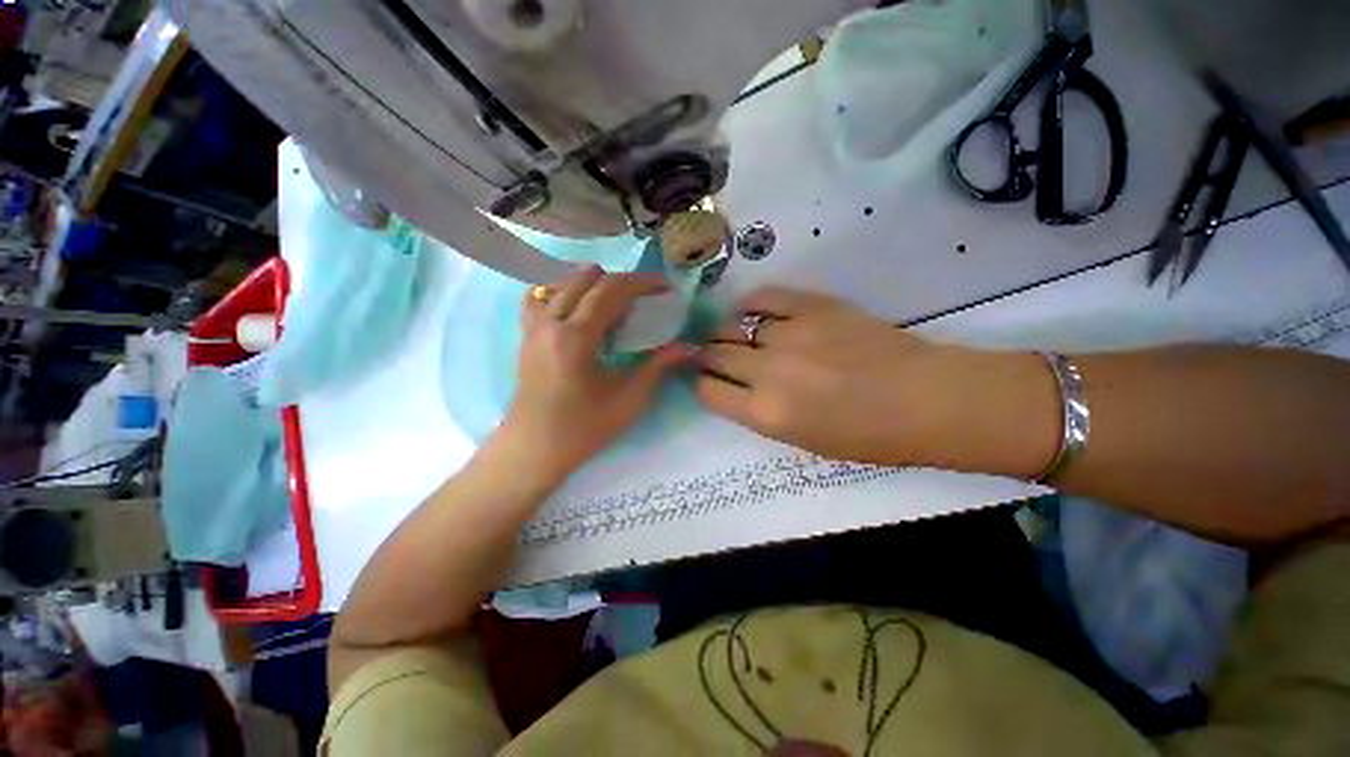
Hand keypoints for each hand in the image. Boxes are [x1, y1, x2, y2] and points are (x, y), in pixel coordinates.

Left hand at [498, 265, 694, 483]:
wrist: (534, 449)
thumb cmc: (584, 428)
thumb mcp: (628, 399)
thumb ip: (658, 366)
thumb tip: (688, 346)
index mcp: (576, 337)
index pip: (611, 291)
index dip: (641, 282)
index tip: (664, 285)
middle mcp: (550, 322)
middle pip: (588, 280)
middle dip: (621, 280)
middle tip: (645, 295)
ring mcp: (533, 326)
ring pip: (563, 283)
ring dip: (593, 283)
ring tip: (615, 301)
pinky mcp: (525, 335)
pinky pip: (541, 297)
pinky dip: (564, 292)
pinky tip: (579, 308)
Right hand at [694, 288, 961, 464]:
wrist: (926, 399)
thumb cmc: (866, 436)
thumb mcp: (801, 440)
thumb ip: (760, 412)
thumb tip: (734, 387)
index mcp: (766, 412)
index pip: (707, 390)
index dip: (701, 383)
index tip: (706, 379)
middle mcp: (768, 371)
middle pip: (713, 353)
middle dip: (706, 356)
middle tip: (714, 356)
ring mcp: (789, 333)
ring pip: (732, 324)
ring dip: (726, 332)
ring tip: (735, 335)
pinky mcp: (812, 305)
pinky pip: (764, 296)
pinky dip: (750, 304)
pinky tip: (752, 312)